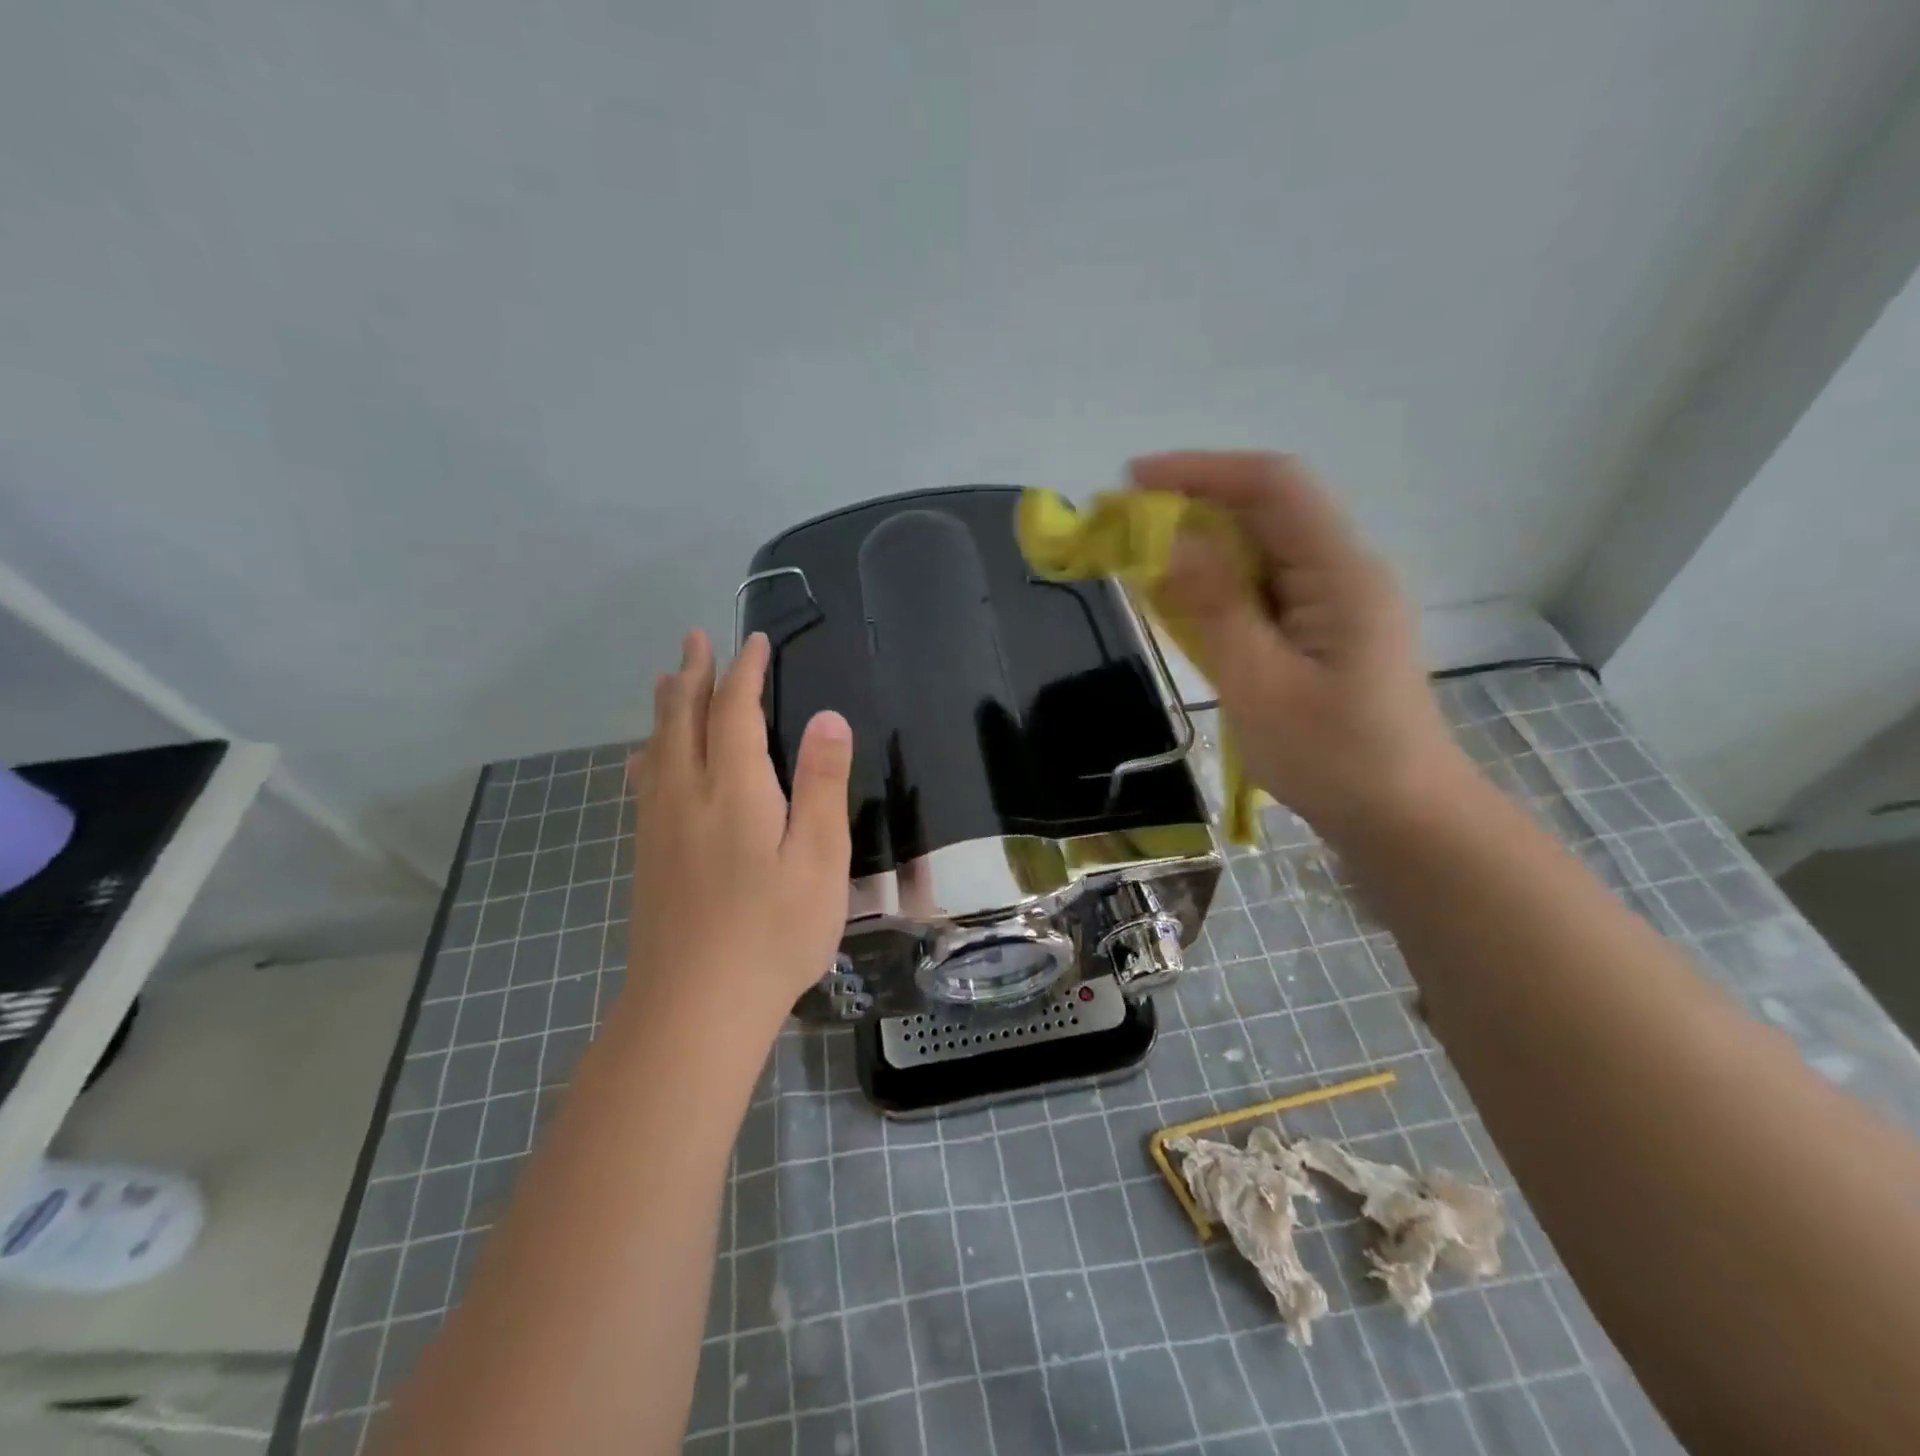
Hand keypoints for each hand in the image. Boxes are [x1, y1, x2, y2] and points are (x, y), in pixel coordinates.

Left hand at [625, 629, 852, 1030]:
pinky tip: (646, 760)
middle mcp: (688, 795)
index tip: (753, 641)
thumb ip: (823, 784)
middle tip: (694, 639)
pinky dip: (650, 752)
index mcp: (734, 790)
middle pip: (683, 719)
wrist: (694, 1008)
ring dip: (666, 706)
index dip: (744, 671)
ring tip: (667, 679)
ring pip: (657, 748)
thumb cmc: (773, 933)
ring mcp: (660, 827)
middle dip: (692, 675)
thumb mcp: (820, 859)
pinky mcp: (648, 857)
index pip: (734, 711)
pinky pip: (645, 783)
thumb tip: (829, 716)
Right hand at [1136, 451, 1471, 840]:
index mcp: (1340, 573)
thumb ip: (1215, 607)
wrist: (1402, 817)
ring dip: (1201, 548)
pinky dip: (1219, 586)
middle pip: (1265, 511)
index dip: (1200, 471)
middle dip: (1191, 508)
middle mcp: (1344, 570)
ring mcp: (1336, 600)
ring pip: (1261, 549)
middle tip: (1122, 531)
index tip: (1132, 481)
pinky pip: (1265, 587)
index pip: (1272, 486)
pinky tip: (1184, 605)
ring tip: (1140, 564)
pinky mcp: (1324, 628)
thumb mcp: (1260, 684)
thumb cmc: (1334, 758)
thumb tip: (1168, 540)